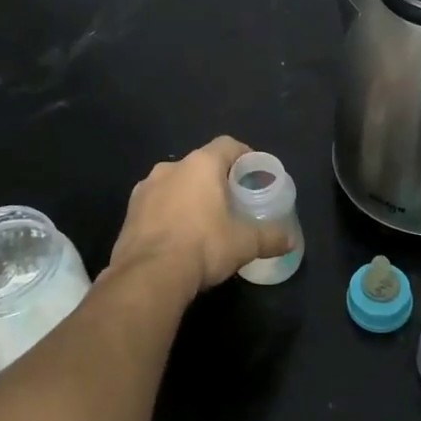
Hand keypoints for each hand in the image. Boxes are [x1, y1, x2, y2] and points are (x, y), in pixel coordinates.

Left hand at [110, 137, 292, 293]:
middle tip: (231, 201)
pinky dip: (168, 213)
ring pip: (174, 184)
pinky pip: (156, 204)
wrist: (148, 275)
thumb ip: (269, 237)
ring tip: (202, 221)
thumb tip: (290, 240)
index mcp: (201, 165)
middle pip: (200, 164)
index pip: (227, 145)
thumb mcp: (244, 244)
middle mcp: (171, 168)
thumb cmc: (203, 246)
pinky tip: (177, 236)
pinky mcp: (129, 212)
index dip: (243, 155)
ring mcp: (145, 188)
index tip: (253, 172)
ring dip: (188, 196)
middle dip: (215, 179)